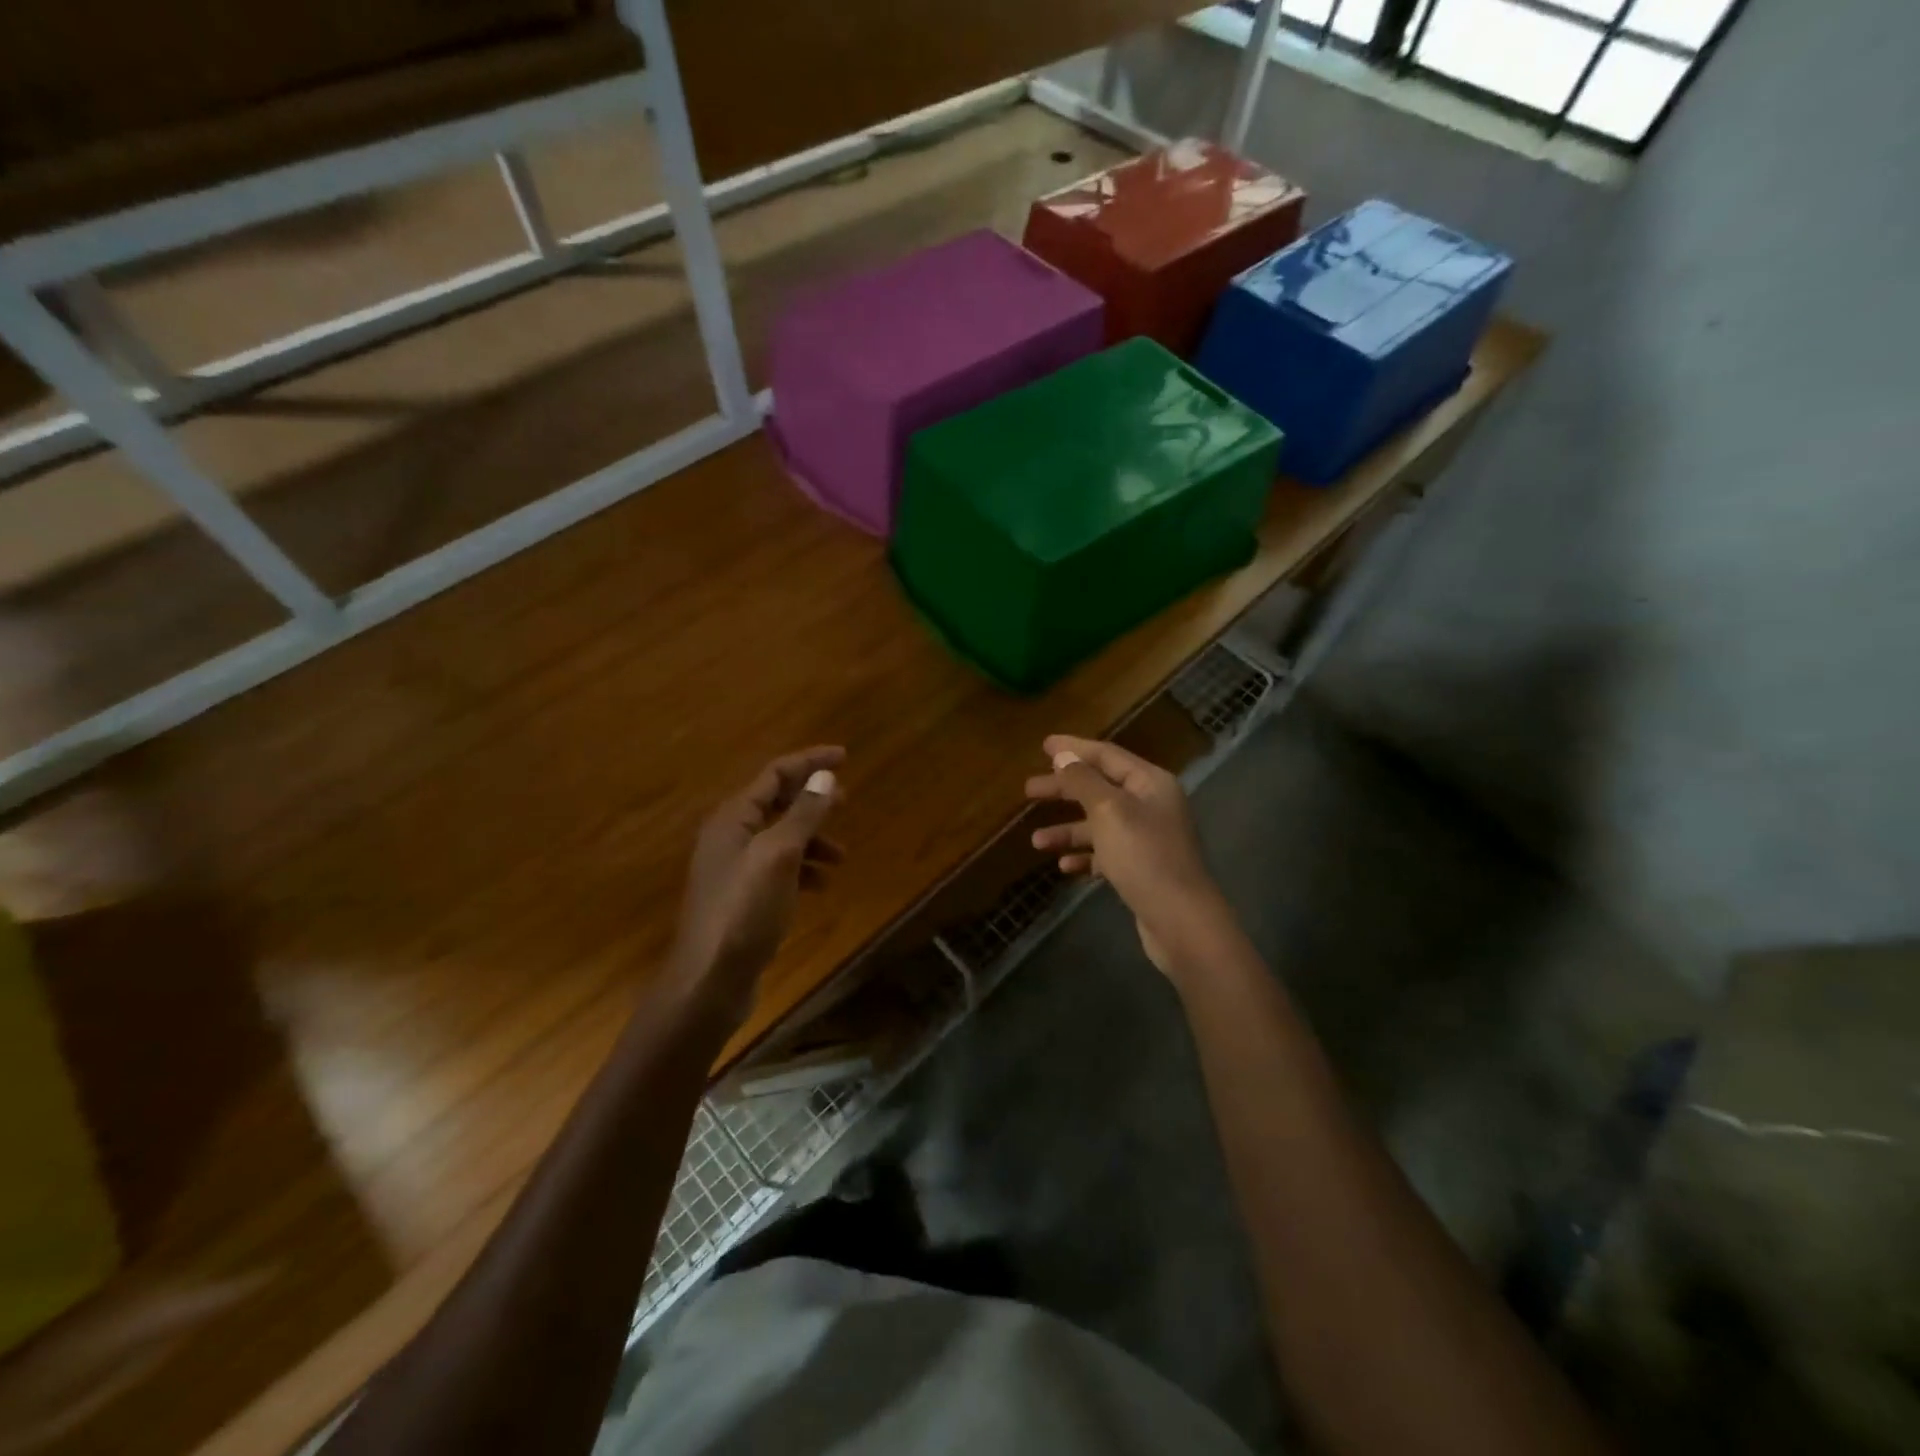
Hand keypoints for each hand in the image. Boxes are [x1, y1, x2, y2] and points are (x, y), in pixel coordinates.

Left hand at [671, 746, 844, 1028]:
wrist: (709, 980)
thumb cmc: (744, 911)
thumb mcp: (779, 855)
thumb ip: (803, 814)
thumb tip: (824, 776)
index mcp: (732, 818)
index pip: (774, 774)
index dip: (809, 762)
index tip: (845, 757)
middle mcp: (730, 836)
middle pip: (776, 803)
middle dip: (812, 800)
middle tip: (846, 801)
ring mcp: (734, 869)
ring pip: (780, 838)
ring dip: (812, 839)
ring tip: (842, 855)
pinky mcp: (742, 898)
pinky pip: (778, 868)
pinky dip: (802, 869)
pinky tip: (821, 885)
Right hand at [1026, 735, 1232, 979]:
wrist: (1181, 920)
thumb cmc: (1143, 856)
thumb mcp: (1108, 810)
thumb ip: (1083, 781)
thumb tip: (1064, 755)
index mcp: (1149, 783)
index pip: (1107, 755)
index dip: (1074, 748)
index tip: (1043, 745)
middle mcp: (1151, 805)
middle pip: (1099, 788)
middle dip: (1063, 789)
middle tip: (1028, 790)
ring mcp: (1147, 839)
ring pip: (1099, 824)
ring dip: (1067, 830)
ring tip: (1036, 841)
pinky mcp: (1141, 869)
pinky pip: (1106, 853)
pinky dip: (1084, 856)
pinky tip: (1064, 865)